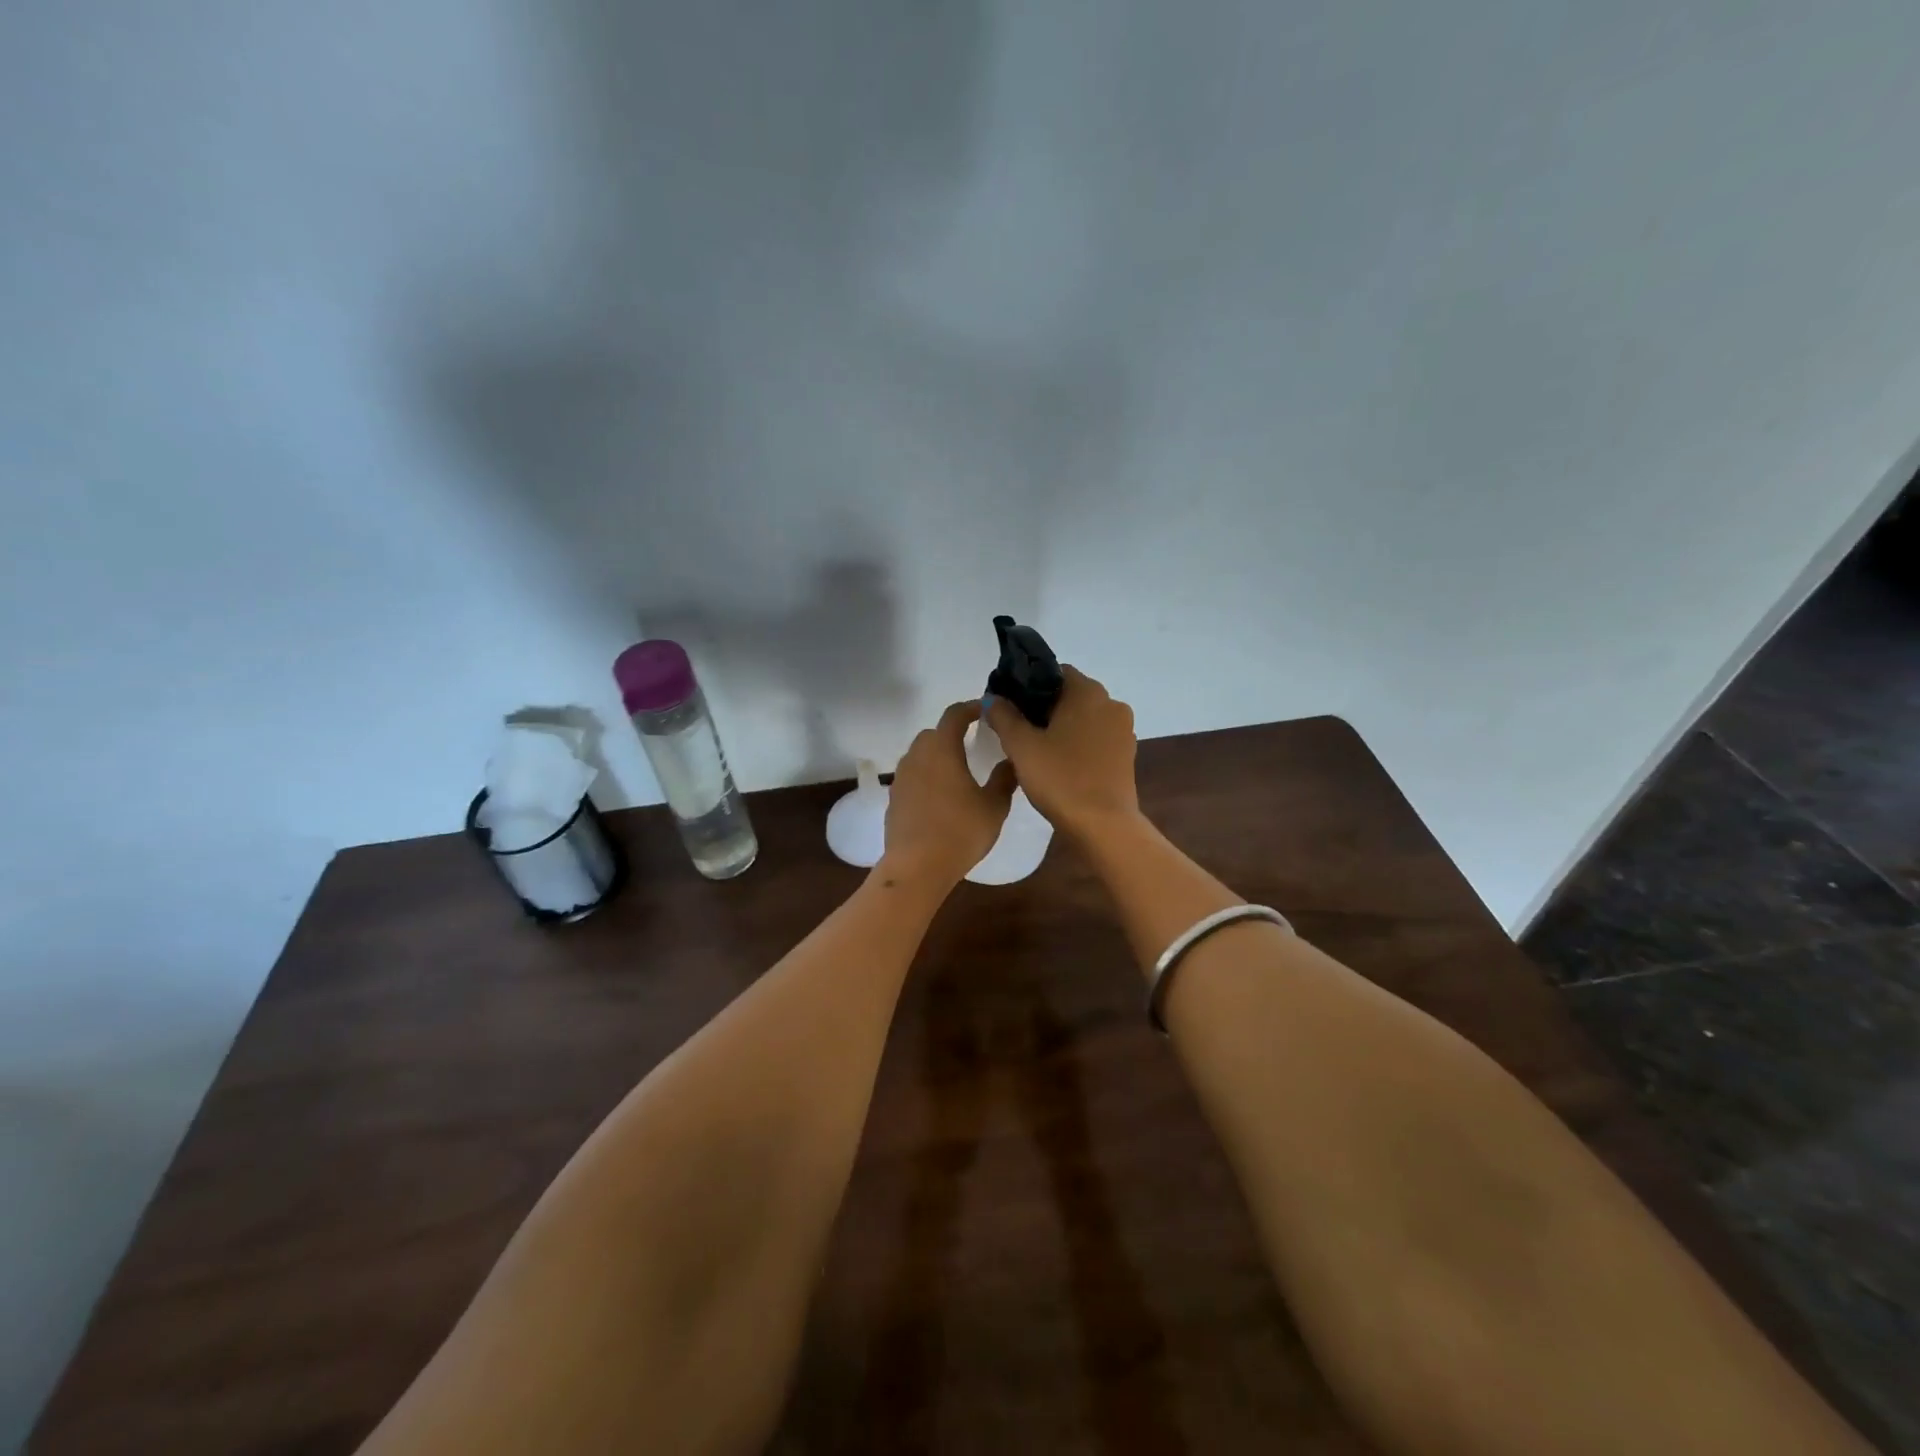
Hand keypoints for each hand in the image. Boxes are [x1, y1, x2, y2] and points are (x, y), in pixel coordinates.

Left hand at [881, 701, 1016, 886]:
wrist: (917, 867)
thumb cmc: (961, 832)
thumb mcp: (994, 806)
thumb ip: (1004, 779)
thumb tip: (1011, 760)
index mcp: (942, 749)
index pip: (954, 715)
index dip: (971, 708)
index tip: (986, 711)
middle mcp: (917, 756)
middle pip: (933, 733)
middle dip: (952, 733)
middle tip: (973, 743)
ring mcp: (901, 778)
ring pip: (920, 755)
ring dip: (937, 756)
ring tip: (958, 772)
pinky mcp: (894, 798)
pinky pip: (912, 777)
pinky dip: (927, 777)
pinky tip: (941, 797)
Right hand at [985, 666, 1138, 837]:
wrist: (1103, 825)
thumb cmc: (1060, 778)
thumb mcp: (1021, 746)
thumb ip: (1003, 716)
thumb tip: (993, 697)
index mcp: (1088, 692)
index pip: (1055, 673)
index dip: (1030, 686)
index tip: (1011, 706)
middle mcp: (1111, 703)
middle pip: (1071, 695)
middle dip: (1046, 708)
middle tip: (1018, 729)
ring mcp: (1123, 730)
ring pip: (1085, 718)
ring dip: (1063, 727)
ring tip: (1037, 749)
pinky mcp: (1127, 755)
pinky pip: (1097, 739)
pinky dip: (1079, 744)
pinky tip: (1060, 764)